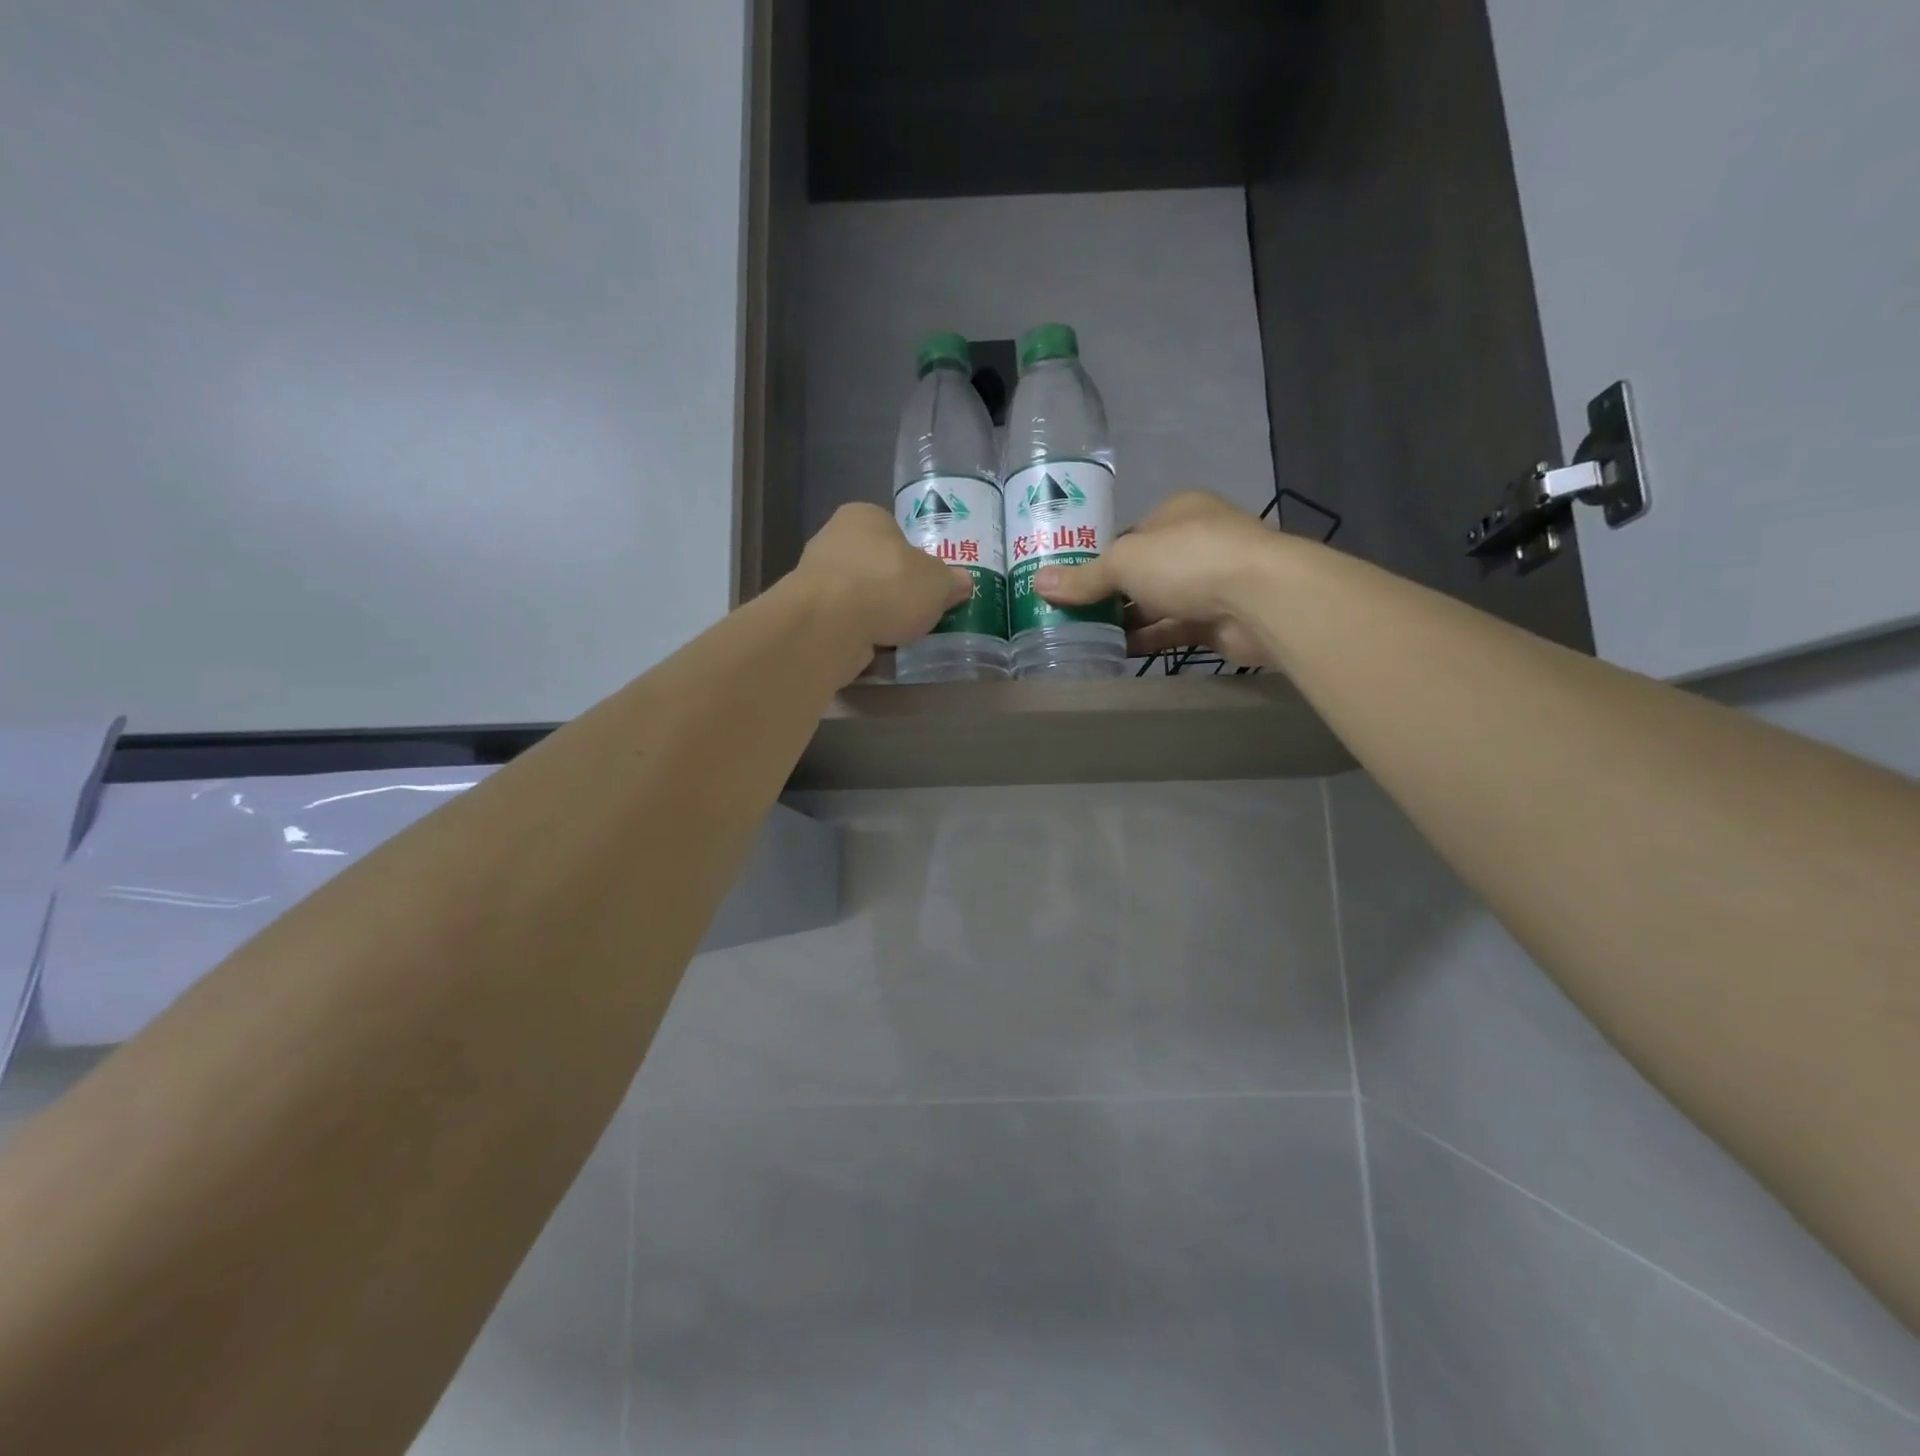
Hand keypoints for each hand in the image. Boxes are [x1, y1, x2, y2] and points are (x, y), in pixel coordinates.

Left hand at [793, 503, 971, 662]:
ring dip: (875, 613)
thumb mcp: (938, 582)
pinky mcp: (807, 613)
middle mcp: (833, 538)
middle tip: (918, 611)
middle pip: (874, 565)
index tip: (928, 583)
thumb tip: (962, 583)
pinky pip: (842, 622)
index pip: (894, 531)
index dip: (914, 557)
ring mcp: (815, 577)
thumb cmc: (888, 585)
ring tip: (900, 635)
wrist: (831, 624)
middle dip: (894, 588)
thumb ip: (951, 581)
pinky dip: (858, 633)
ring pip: (857, 595)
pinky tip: (875, 648)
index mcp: (864, 516)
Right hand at [1035, 491, 1283, 665]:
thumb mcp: (1124, 562)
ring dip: (1126, 620)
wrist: (1260, 600)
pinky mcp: (1217, 620)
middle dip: (1110, 593)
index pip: (1130, 534)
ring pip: (1158, 602)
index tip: (1071, 582)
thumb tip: (1038, 583)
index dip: (1100, 557)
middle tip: (1070, 614)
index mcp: (1178, 511)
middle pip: (1143, 570)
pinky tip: (1115, 653)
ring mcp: (1210, 582)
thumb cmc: (1188, 560)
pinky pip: (1173, 630)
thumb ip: (1084, 577)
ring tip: (1084, 637)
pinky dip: (1147, 640)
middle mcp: (1196, 542)